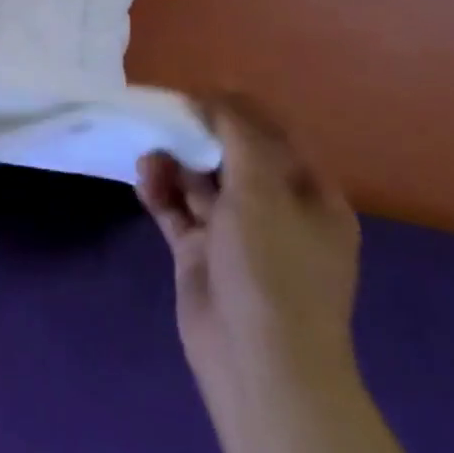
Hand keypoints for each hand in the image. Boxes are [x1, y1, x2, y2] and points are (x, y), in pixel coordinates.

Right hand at [136, 95, 359, 397]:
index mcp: (309, 198)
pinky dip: (160, 193)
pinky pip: (176, 210)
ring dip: (174, 165)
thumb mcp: (263, 191)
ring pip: (200, 183)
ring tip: (150, 157)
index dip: (237, 111)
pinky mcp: (200, 253)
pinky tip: (144, 181)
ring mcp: (236, 235)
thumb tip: (216, 95)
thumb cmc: (273, 269)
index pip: (275, 138)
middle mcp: (275, 212)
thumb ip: (239, 136)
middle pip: (232, 157)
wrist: (257, 359)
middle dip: (198, 136)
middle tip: (164, 117)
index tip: (196, 93)